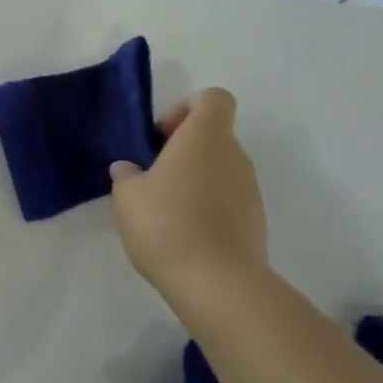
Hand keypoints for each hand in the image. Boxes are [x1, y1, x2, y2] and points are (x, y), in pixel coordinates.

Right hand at [109, 88, 268, 311]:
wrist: (217, 283)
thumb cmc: (166, 223)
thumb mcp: (127, 196)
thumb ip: (126, 175)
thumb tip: (129, 169)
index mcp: (205, 137)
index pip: (213, 98)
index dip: (186, 107)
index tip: (161, 135)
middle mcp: (234, 155)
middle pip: (214, 135)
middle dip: (183, 149)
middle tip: (153, 175)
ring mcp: (250, 190)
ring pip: (220, 169)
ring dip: (195, 179)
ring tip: (164, 210)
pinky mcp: (255, 222)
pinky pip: (228, 200)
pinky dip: (208, 207)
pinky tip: (183, 233)